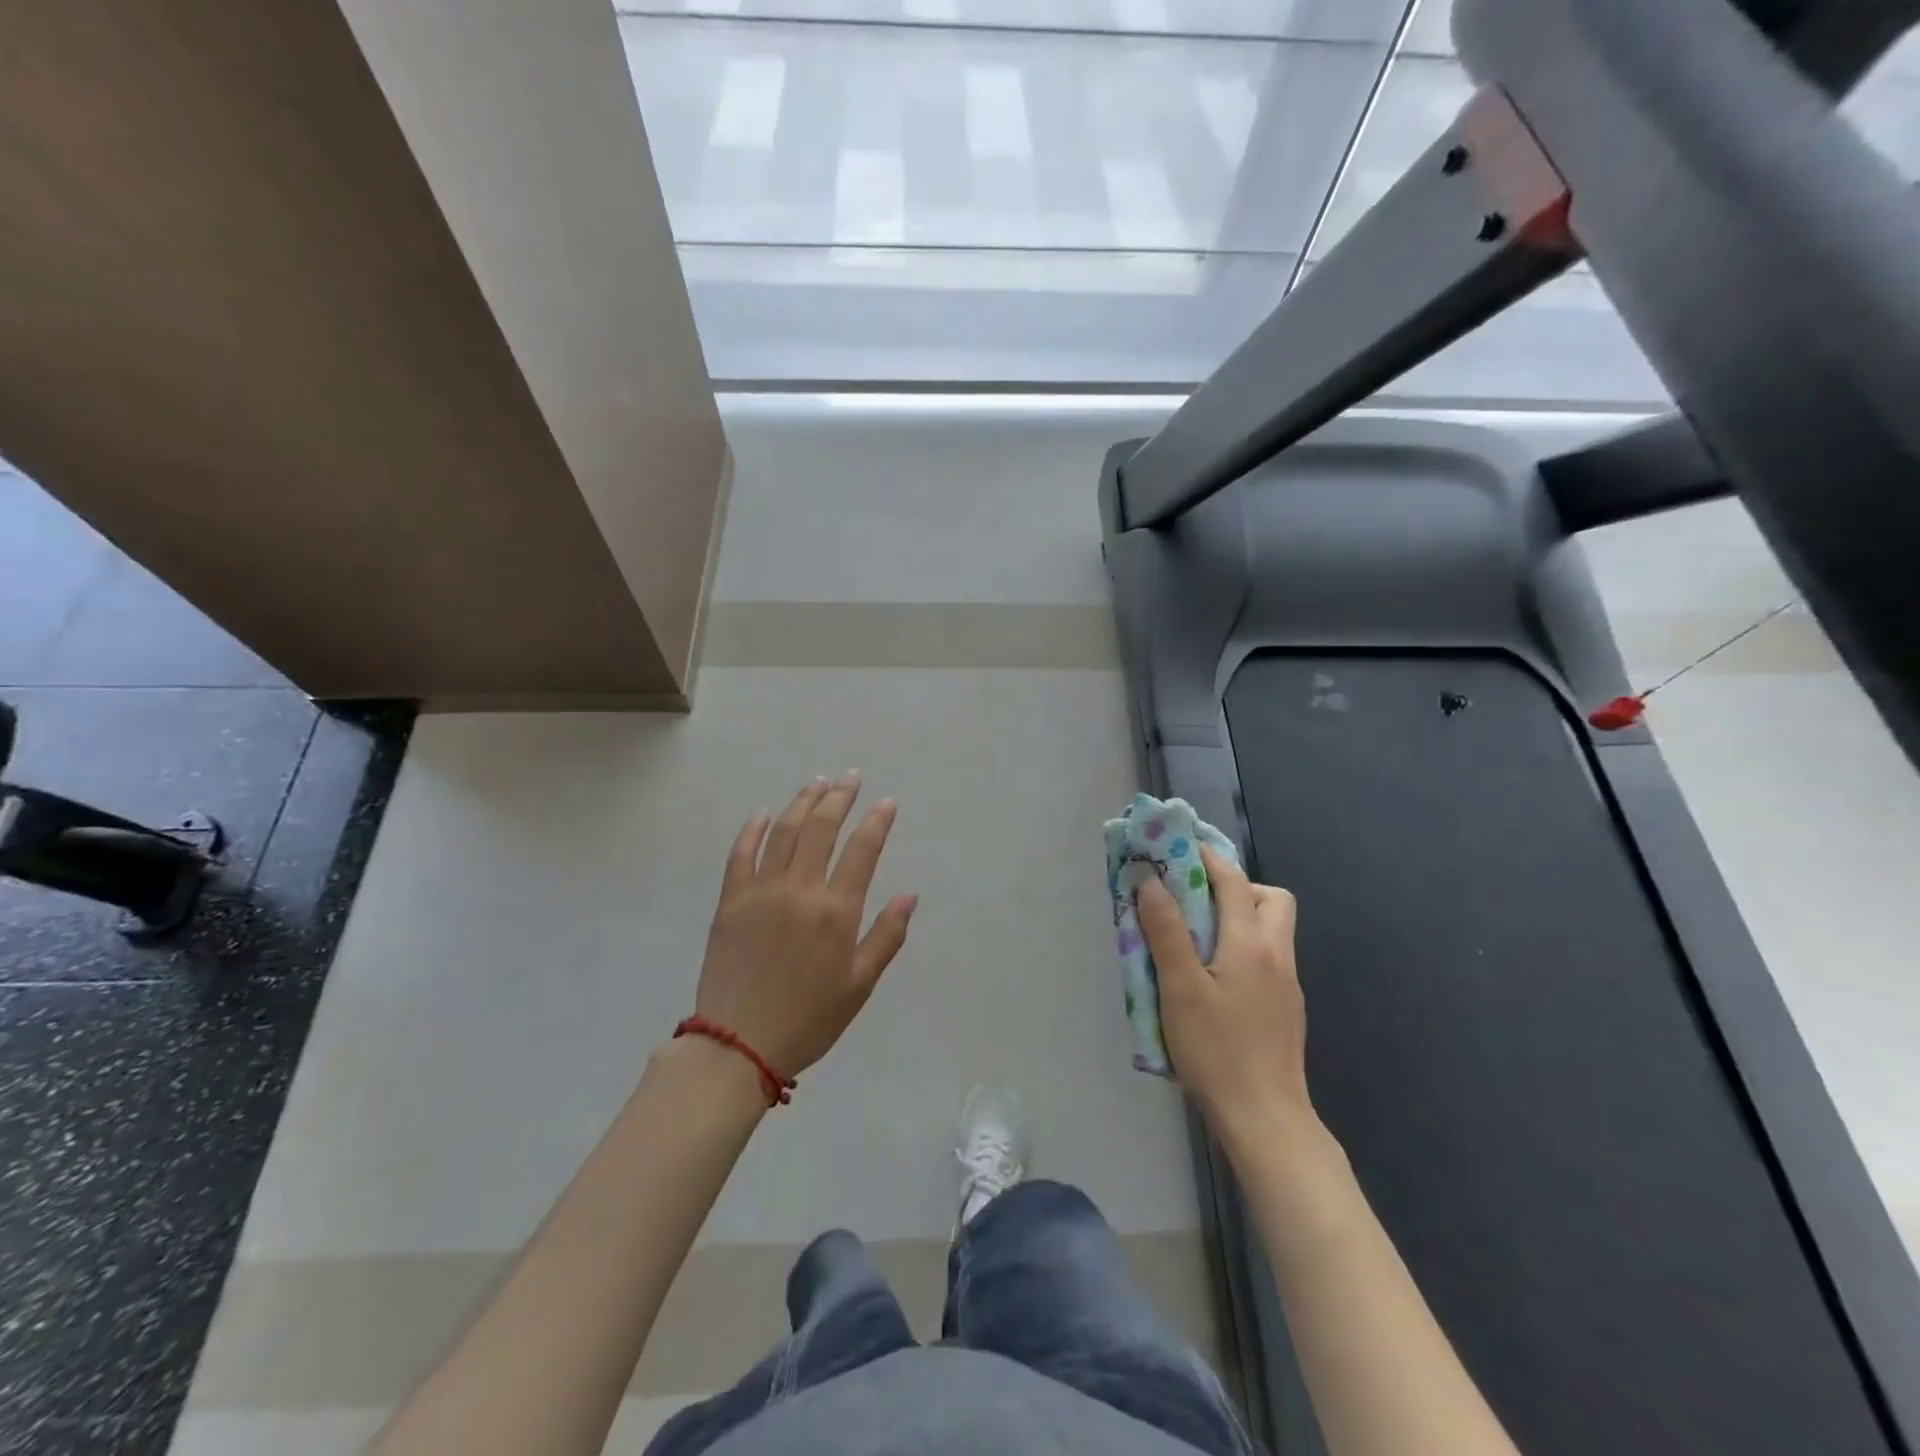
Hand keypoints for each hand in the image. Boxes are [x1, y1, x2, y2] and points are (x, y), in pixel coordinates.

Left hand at [693, 772, 917, 1082]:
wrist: (738, 1044)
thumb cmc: (809, 1018)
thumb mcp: (860, 985)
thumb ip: (887, 936)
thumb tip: (910, 895)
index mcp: (836, 911)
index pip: (862, 850)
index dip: (877, 821)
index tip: (886, 802)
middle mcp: (799, 890)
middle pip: (821, 828)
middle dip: (839, 798)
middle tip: (850, 777)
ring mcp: (760, 892)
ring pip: (783, 832)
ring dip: (802, 802)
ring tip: (817, 783)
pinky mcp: (730, 901)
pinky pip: (740, 854)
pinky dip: (752, 830)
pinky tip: (763, 814)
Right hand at [1136, 846, 1312, 1135]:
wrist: (1266, 1120)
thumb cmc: (1217, 1050)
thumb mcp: (1180, 988)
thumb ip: (1166, 931)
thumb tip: (1150, 882)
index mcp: (1252, 944)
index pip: (1233, 881)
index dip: (1205, 858)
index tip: (1177, 847)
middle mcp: (1277, 956)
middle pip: (1269, 899)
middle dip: (1234, 887)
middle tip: (1195, 901)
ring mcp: (1287, 985)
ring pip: (1271, 930)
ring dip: (1238, 918)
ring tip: (1196, 938)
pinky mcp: (1285, 1009)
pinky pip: (1266, 958)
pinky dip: (1241, 948)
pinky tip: (1213, 979)